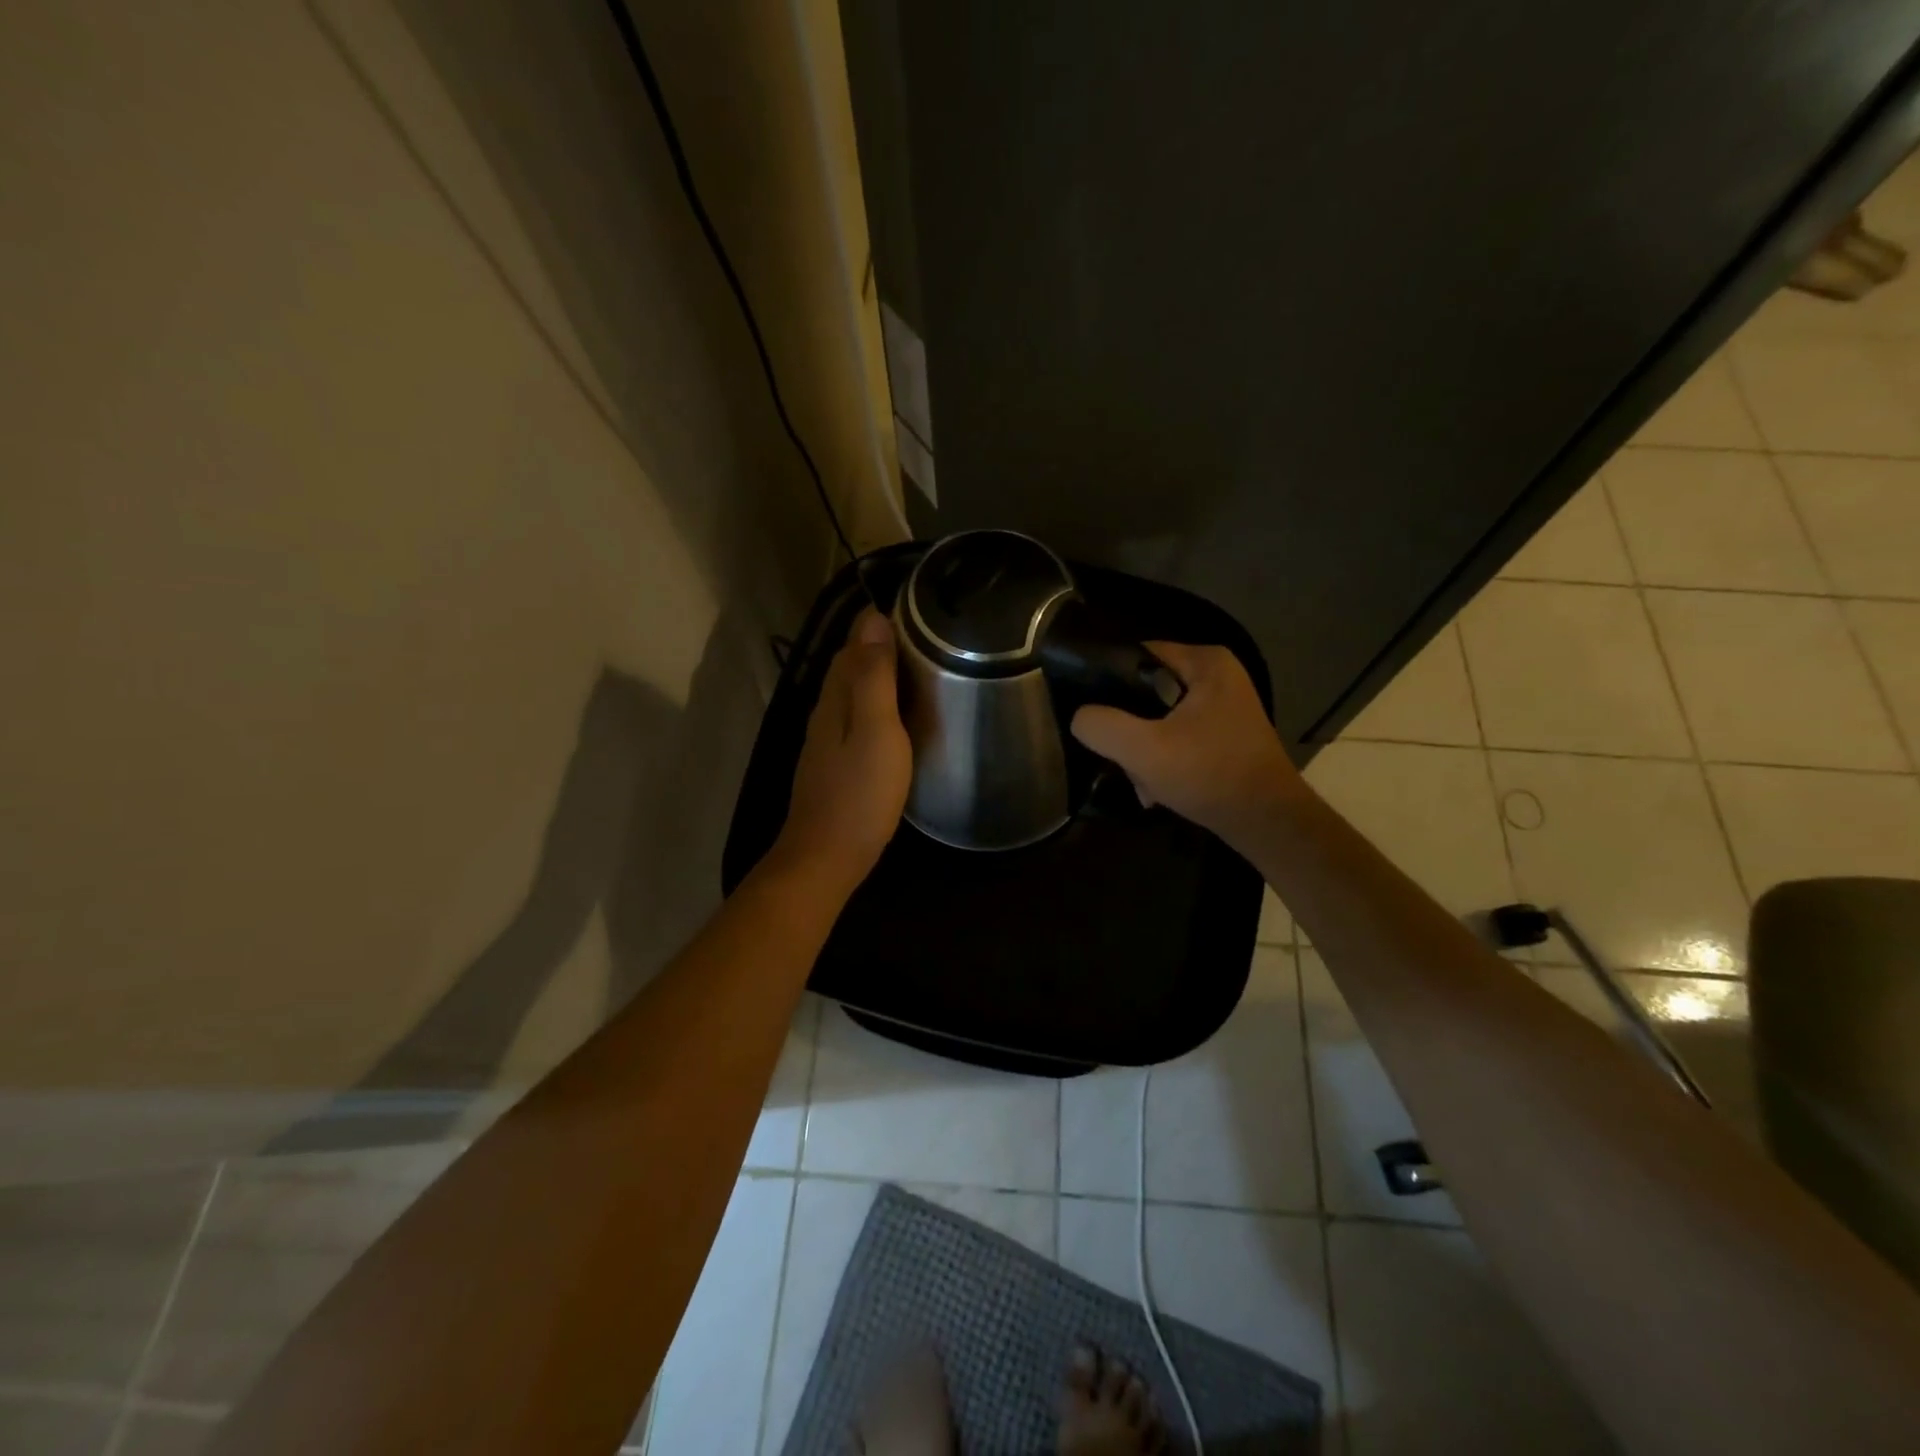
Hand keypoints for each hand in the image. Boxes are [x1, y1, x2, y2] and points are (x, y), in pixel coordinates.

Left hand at [771, 608, 912, 896]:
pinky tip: (899, 717)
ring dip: (881, 675)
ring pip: (854, 692)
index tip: (918, 609)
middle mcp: (826, 710)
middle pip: (851, 665)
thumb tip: (873, 619)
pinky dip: (878, 705)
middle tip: (928, 636)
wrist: (827, 856)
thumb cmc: (859, 794)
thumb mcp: (876, 730)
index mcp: (836, 697)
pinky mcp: (836, 762)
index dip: (880, 622)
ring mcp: (828, 739)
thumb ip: (874, 677)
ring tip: (921, 669)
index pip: (855, 643)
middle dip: (882, 644)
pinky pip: (857, 717)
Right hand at [1071, 642, 1302, 848]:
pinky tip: (1156, 791)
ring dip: (1143, 752)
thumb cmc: (1209, 774)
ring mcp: (1223, 706)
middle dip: (1128, 729)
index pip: (1137, 655)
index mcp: (1205, 661)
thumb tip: (1081, 717)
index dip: (1107, 681)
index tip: (1090, 712)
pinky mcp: (1224, 735)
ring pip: (1158, 719)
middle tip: (1118, 757)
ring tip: (1141, 782)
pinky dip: (1164, 761)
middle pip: (1146, 691)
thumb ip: (1101, 725)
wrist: (1267, 823)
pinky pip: (1177, 737)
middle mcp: (1217, 675)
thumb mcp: (1143, 749)